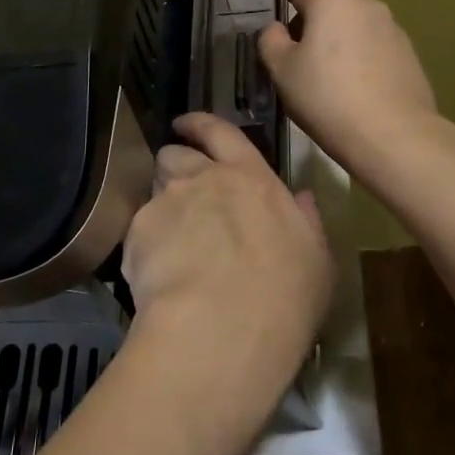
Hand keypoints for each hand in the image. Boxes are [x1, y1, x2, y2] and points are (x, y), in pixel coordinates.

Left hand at [121, 113, 332, 384]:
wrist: (222, 330)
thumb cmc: (284, 297)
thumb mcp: (316, 260)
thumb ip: (306, 222)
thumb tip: (301, 198)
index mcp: (251, 178)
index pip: (221, 132)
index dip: (201, 124)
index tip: (186, 124)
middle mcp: (204, 178)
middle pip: (177, 154)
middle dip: (176, 165)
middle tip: (183, 193)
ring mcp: (167, 202)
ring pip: (154, 187)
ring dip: (161, 201)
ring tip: (170, 236)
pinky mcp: (137, 232)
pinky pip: (139, 229)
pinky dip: (146, 244)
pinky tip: (158, 275)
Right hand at [258, 0, 440, 171]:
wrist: (392, 135)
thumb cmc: (327, 97)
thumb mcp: (281, 71)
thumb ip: (270, 40)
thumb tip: (276, 28)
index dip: (283, 12)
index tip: (279, 41)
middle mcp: (365, 2)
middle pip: (329, 4)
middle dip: (314, 25)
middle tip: (304, 62)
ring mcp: (392, 25)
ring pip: (354, 24)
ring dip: (341, 40)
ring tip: (333, 78)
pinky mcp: (409, 50)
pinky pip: (375, 44)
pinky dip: (364, 57)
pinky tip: (359, 88)